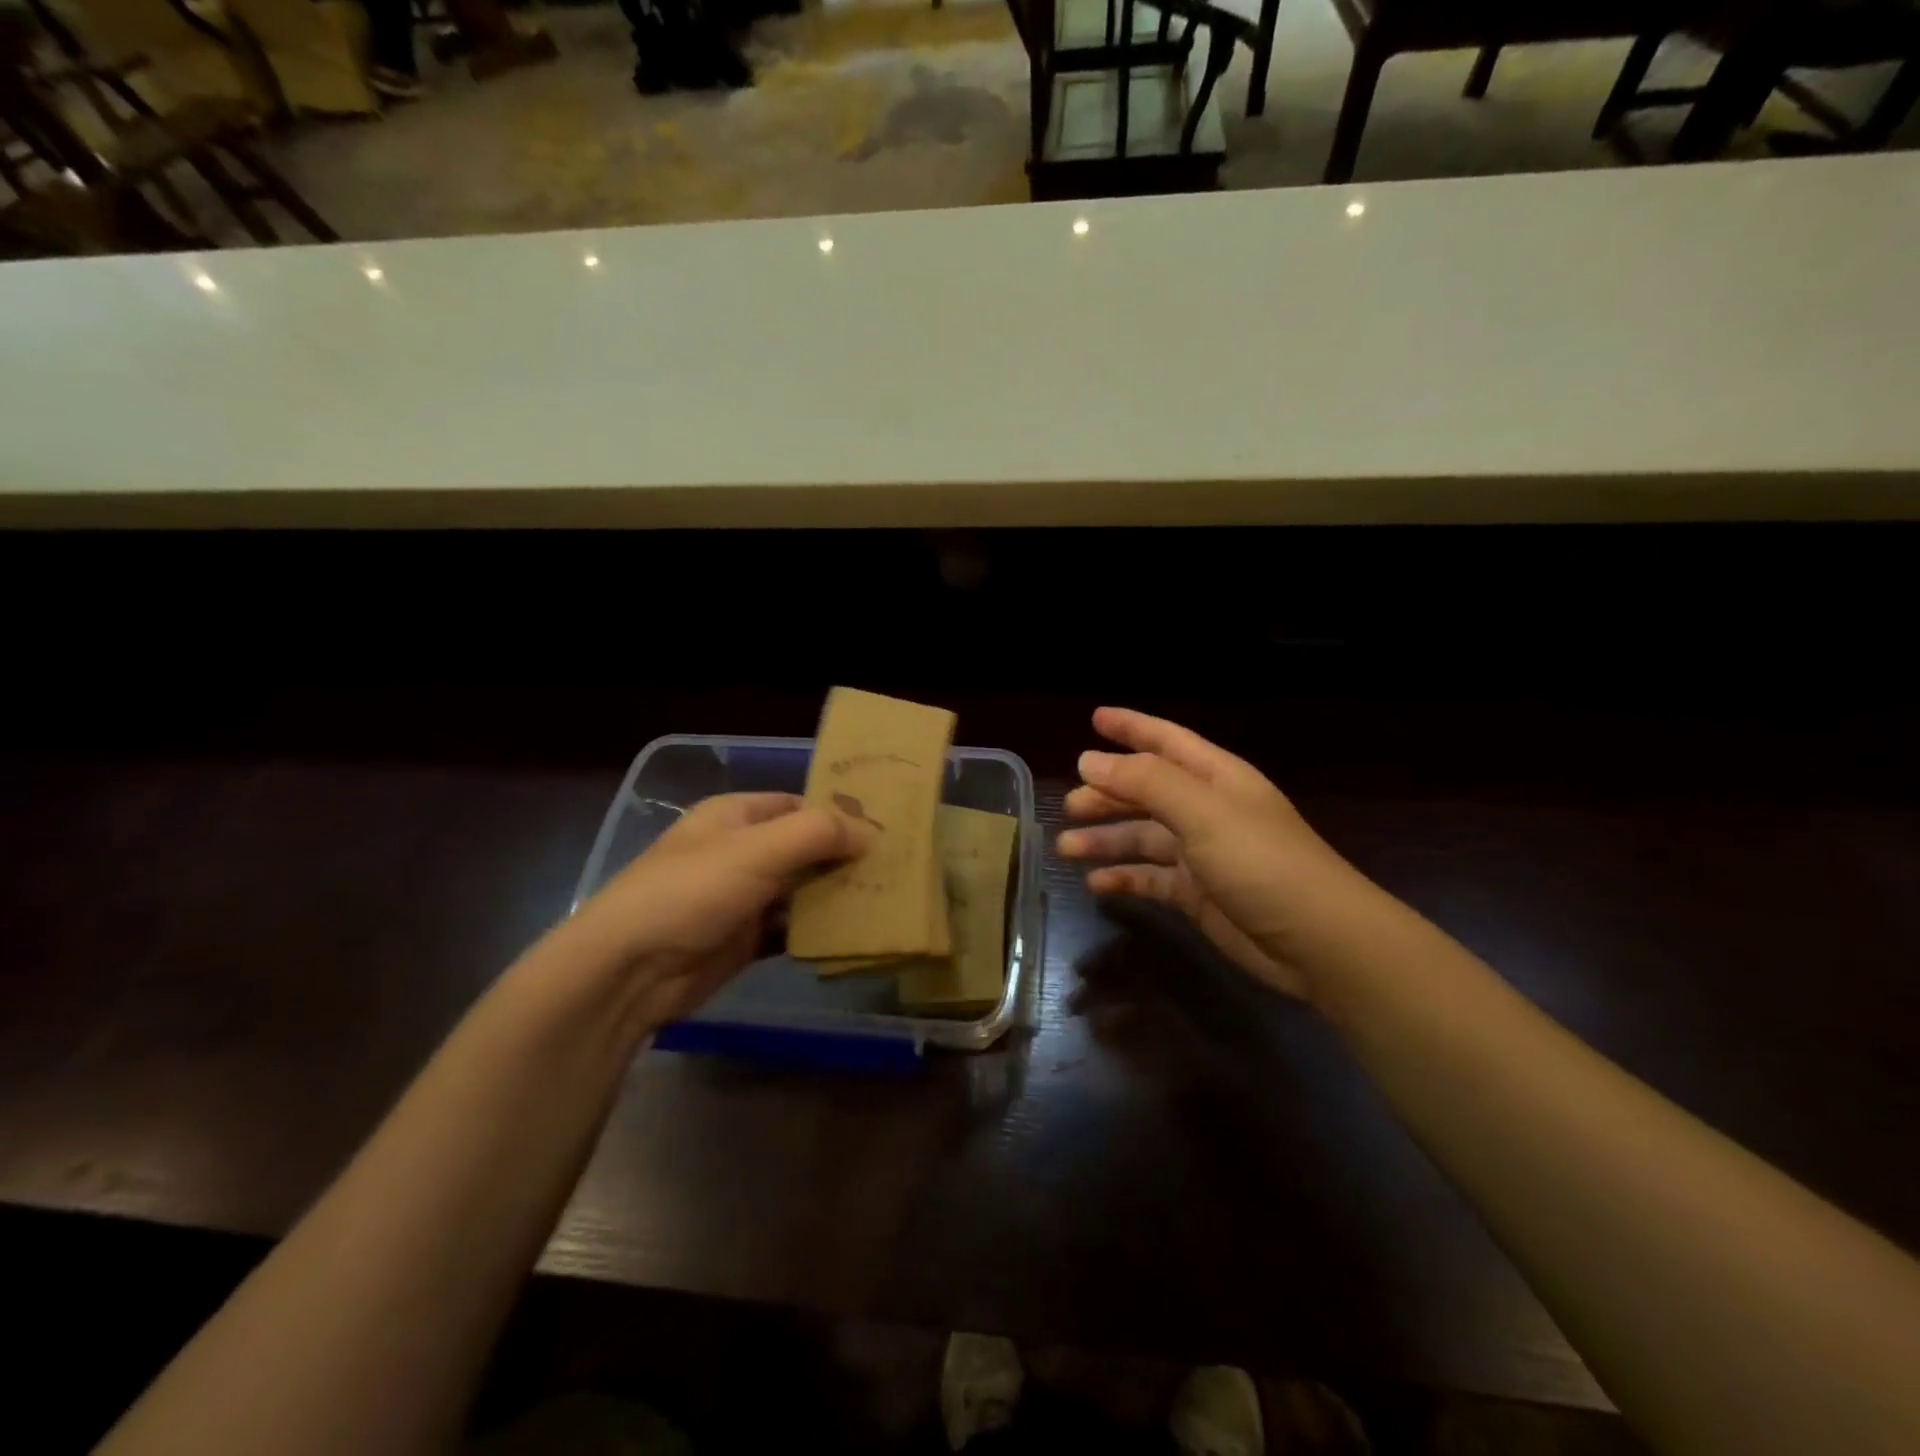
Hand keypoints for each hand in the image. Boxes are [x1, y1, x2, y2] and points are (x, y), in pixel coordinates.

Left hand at [562, 792, 867, 1031]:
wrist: (630, 971)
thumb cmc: (692, 891)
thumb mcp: (758, 850)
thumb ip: (818, 833)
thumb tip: (869, 833)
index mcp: (736, 816)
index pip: (799, 805)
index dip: (838, 814)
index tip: (884, 830)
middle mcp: (741, 851)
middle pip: (804, 848)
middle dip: (843, 858)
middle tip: (894, 868)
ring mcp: (742, 898)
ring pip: (801, 890)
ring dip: (834, 896)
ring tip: (884, 900)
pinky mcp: (744, 940)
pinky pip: (790, 929)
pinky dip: (816, 931)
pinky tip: (851, 935)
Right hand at [1055, 707, 1368, 1003]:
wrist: (1319, 942)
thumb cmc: (1262, 862)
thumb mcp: (1202, 811)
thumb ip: (1144, 782)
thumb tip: (1087, 760)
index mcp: (1215, 777)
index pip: (1165, 741)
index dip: (1131, 727)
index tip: (1093, 718)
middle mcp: (1207, 810)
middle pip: (1146, 792)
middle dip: (1106, 794)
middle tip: (1068, 806)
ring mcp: (1202, 854)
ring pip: (1142, 837)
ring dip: (1105, 839)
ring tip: (1066, 848)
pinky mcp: (1198, 894)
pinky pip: (1150, 878)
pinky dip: (1124, 879)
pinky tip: (1096, 885)